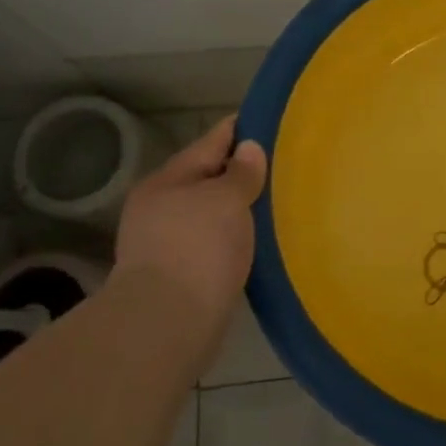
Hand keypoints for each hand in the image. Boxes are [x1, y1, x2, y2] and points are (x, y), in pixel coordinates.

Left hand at [114, 116, 266, 342]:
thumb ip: (241, 173)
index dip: (240, 130)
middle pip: (209, 178)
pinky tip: (258, 239)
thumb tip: (249, 148)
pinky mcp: (180, 274)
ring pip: (212, 212)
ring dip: (239, 208)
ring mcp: (167, 242)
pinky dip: (235, 236)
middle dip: (242, 173)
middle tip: (284, 166)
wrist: (168, 323)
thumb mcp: (226, 200)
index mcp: (167, 180)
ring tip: (277, 202)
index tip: (270, 122)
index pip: (210, 142)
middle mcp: (161, 206)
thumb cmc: (198, 248)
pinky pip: (214, 242)